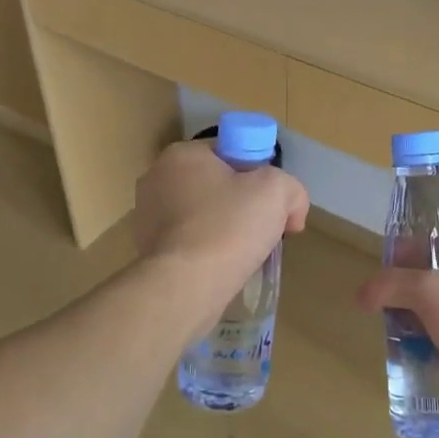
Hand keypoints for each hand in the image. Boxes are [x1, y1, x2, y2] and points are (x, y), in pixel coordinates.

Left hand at [133, 141, 308, 326]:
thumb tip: (292, 211)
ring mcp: (146, 216)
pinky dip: (207, 250)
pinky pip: (189, 241)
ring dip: (225, 229)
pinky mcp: (147, 249)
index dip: (259, 174)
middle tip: (264, 229)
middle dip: (242, 204)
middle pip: (215, 184)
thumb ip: (291, 188)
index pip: (230, 152)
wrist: (186, 285)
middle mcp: (156, 179)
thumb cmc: (228, 227)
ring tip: (244, 253)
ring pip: (202, 215)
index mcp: (181, 155)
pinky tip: (222, 268)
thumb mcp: (277, 191)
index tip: (274, 203)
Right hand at [355, 232, 438, 423]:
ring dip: (420, 319)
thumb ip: (392, 284)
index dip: (418, 245)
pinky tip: (412, 354)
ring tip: (394, 330)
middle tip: (386, 300)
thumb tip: (362, 295)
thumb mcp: (430, 291)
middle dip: (414, 287)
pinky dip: (433, 345)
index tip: (389, 262)